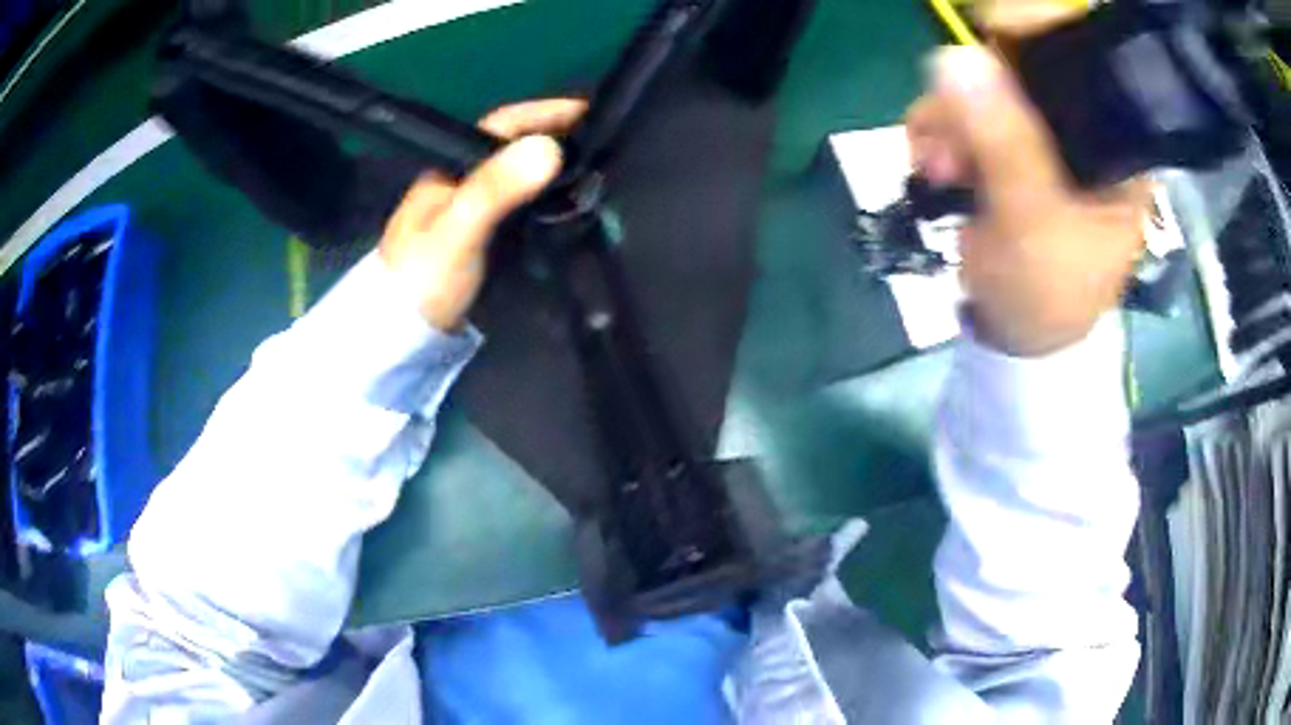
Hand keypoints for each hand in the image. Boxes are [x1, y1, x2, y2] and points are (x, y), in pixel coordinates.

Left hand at [379, 98, 586, 331]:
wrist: (402, 337)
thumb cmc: (423, 278)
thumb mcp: (457, 228)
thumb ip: (495, 188)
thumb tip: (550, 147)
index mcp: (451, 168)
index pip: (503, 125)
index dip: (545, 112)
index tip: (591, 110)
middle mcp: (465, 182)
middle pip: (516, 148)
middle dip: (558, 140)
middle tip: (607, 144)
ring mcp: (475, 212)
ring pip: (523, 178)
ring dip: (558, 172)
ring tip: (603, 173)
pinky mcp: (486, 240)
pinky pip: (526, 209)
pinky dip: (552, 203)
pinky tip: (576, 209)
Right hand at [906, 46, 1149, 356]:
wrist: (1016, 337)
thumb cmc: (1047, 295)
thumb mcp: (1034, 223)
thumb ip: (1004, 143)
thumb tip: (953, 57)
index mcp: (1116, 146)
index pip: (1083, 60)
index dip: (1036, 35)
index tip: (991, 36)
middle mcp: (1081, 129)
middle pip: (1023, 66)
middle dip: (976, 92)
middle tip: (952, 141)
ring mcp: (1040, 135)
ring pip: (983, 86)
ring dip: (947, 118)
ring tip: (937, 166)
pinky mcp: (1005, 145)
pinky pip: (962, 111)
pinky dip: (938, 130)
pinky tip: (932, 164)